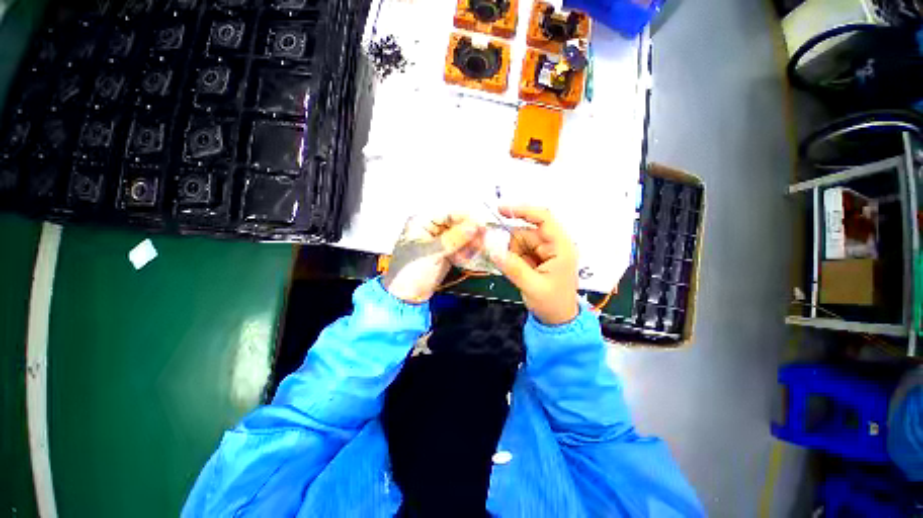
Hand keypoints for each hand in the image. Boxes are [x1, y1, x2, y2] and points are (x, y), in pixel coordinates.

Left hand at [382, 213, 483, 302]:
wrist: (406, 297)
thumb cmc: (410, 272)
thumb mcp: (432, 253)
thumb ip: (454, 238)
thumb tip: (474, 225)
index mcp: (421, 222)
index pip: (448, 213)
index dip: (466, 217)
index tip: (481, 223)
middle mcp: (431, 228)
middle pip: (456, 223)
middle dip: (470, 231)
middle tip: (483, 237)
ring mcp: (439, 241)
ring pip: (460, 235)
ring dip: (470, 242)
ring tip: (477, 248)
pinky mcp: (446, 252)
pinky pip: (460, 247)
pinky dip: (466, 250)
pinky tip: (469, 255)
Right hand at [487, 206, 578, 324]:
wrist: (558, 321)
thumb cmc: (552, 304)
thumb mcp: (532, 286)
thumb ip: (512, 267)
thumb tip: (492, 250)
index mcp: (561, 247)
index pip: (544, 219)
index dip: (523, 210)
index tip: (501, 210)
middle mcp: (553, 245)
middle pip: (526, 232)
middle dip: (511, 245)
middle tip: (499, 257)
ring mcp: (545, 251)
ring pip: (520, 242)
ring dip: (512, 255)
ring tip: (516, 273)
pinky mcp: (537, 258)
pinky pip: (519, 251)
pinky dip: (513, 258)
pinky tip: (516, 272)